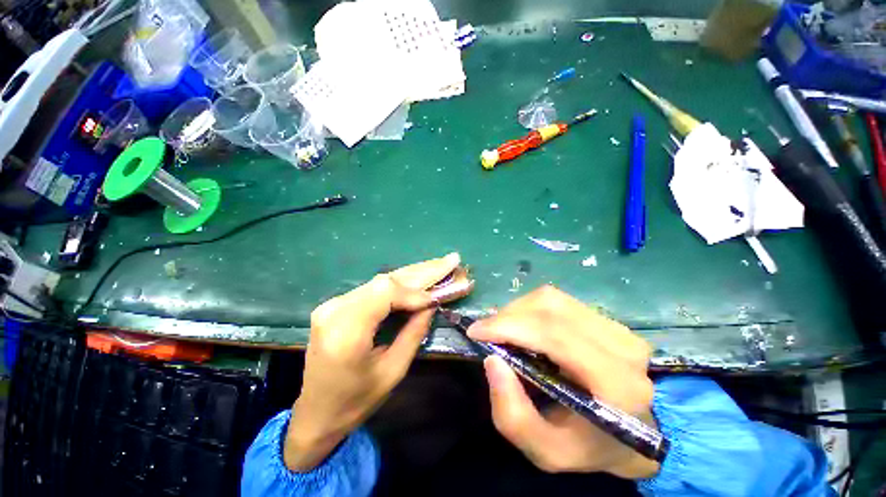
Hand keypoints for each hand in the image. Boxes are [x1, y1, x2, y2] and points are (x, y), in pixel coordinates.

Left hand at [284, 253, 461, 471]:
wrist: (316, 414)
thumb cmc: (356, 401)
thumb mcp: (393, 371)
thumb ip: (414, 333)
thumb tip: (432, 303)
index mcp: (346, 332)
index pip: (385, 293)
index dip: (415, 291)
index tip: (439, 297)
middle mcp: (335, 310)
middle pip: (384, 280)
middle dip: (421, 271)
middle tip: (450, 261)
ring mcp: (332, 304)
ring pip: (381, 281)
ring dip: (413, 274)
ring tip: (439, 265)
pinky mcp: (337, 305)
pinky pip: (374, 289)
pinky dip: (400, 284)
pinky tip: (418, 276)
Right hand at [467, 286, 659, 478]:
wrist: (632, 435)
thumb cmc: (588, 446)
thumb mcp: (545, 451)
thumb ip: (512, 414)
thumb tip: (492, 359)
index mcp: (616, 383)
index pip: (553, 334)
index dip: (509, 326)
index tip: (476, 331)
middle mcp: (622, 347)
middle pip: (550, 308)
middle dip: (508, 316)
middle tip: (486, 332)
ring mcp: (618, 328)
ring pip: (552, 299)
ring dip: (518, 311)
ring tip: (504, 331)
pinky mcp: (609, 319)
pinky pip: (559, 301)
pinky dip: (531, 309)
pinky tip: (524, 327)